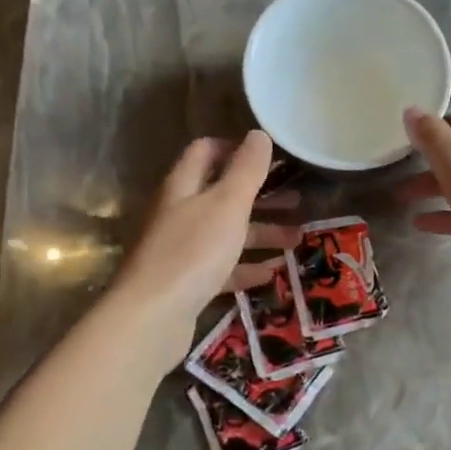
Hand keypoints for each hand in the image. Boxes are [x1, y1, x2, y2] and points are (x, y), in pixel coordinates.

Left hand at [119, 131, 300, 318]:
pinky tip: (270, 274)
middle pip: (221, 195)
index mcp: (184, 187)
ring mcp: (181, 249)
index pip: (206, 152)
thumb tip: (259, 134)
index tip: (271, 159)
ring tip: (296, 241)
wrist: (153, 316)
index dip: (236, 150)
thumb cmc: (193, 252)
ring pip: (226, 233)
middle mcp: (179, 213)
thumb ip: (246, 170)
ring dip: (261, 234)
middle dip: (260, 197)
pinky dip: (246, 267)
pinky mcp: (186, 282)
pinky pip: (222, 267)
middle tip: (297, 202)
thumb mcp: (227, 205)